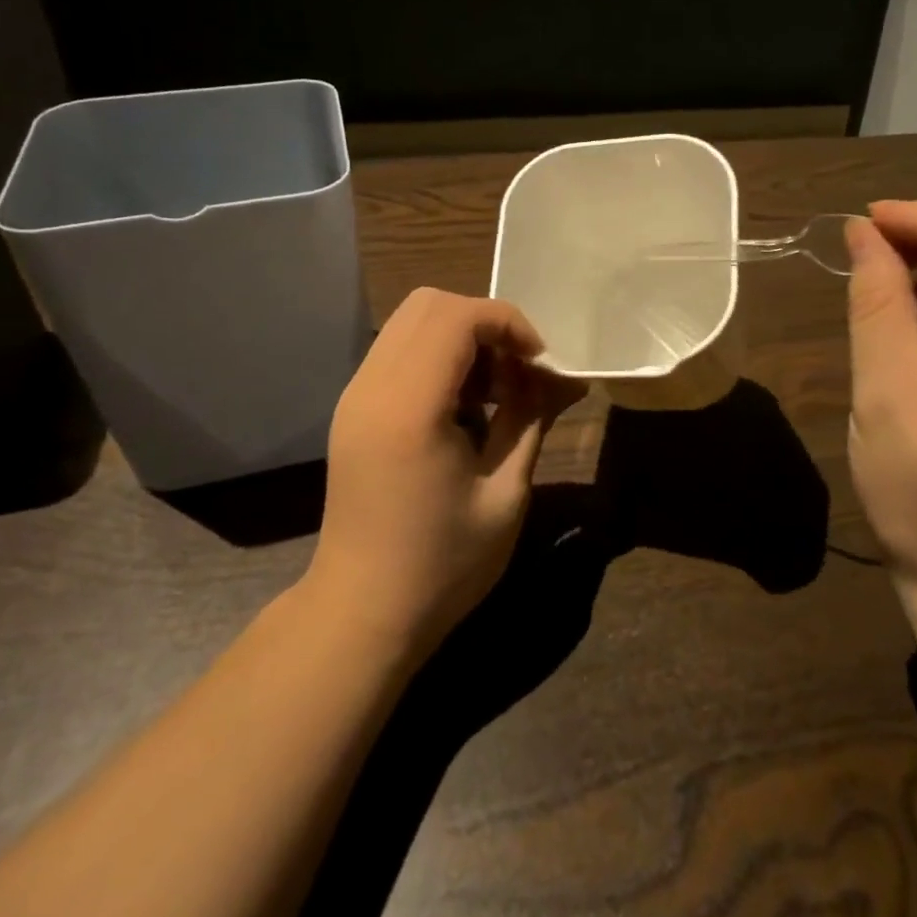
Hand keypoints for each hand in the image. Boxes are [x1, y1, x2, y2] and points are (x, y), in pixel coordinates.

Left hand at [305, 288, 582, 658]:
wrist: (364, 612)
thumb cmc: (443, 564)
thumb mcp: (505, 492)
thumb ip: (531, 419)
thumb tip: (562, 378)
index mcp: (409, 407)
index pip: (457, 317)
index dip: (508, 324)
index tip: (540, 363)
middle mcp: (372, 387)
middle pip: (429, 304)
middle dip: (486, 324)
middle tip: (519, 372)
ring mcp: (355, 395)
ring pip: (411, 323)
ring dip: (463, 339)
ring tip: (496, 392)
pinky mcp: (354, 409)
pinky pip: (399, 352)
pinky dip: (440, 358)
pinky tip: (465, 407)